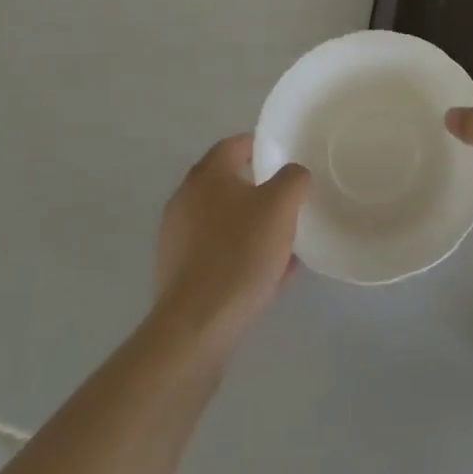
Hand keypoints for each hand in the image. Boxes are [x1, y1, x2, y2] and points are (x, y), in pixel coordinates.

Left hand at [154, 135, 308, 348]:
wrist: (195, 329)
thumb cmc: (239, 254)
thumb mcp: (281, 206)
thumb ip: (293, 179)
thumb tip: (294, 174)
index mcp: (207, 174)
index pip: (236, 144)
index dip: (262, 148)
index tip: (286, 160)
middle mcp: (186, 199)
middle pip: (229, 184)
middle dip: (260, 192)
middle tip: (288, 204)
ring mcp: (178, 239)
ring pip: (225, 223)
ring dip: (252, 228)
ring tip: (284, 246)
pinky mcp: (179, 276)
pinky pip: (218, 256)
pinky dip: (240, 258)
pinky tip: (268, 279)